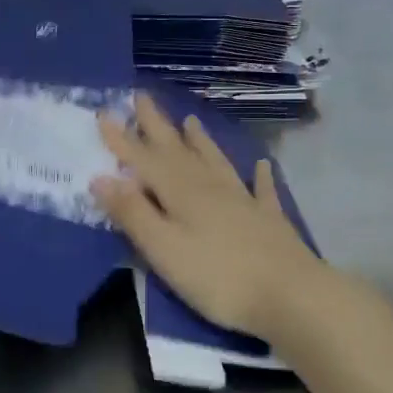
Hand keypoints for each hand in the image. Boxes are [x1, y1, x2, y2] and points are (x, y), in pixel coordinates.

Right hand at [93, 94, 328, 341]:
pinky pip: (262, 190)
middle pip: (179, 151)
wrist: (290, 295)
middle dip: (158, 126)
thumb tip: (101, 177)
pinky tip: (262, 165)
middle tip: (143, 97)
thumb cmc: (217, 277)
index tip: (104, 112)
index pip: (144, 160)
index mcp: (181, 193)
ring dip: (201, 141)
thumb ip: (133, 214)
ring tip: (191, 121)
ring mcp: (244, 200)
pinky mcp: (269, 219)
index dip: (122, 139)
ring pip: (216, 162)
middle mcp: (211, 187)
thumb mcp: (164, 250)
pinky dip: (260, 176)